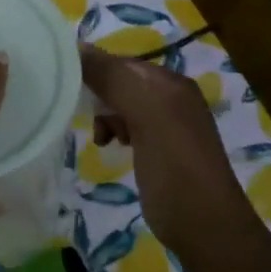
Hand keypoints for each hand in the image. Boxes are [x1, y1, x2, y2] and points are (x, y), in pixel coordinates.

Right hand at [79, 45, 250, 240]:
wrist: (203, 225)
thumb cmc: (174, 165)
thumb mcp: (145, 113)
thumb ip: (113, 77)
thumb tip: (76, 46)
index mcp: (171, 83)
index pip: (121, 61)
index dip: (93, 70)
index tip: (66, 87)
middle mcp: (171, 97)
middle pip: (119, 82)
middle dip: (98, 96)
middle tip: (87, 116)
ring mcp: (166, 125)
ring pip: (120, 105)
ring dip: (104, 116)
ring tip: (102, 137)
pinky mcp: (158, 149)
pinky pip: (127, 126)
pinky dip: (114, 131)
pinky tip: (110, 145)